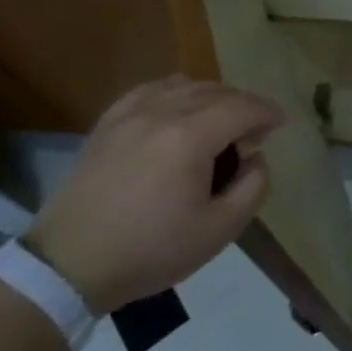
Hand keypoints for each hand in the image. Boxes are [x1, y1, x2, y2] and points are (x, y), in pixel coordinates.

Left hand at [24, 77, 283, 312]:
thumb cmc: (150, 250)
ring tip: (218, 124)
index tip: (281, 125)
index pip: (243, 107)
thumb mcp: (219, 230)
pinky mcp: (108, 123)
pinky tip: (179, 112)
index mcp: (190, 137)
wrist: (70, 265)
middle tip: (252, 136)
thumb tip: (255, 158)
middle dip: (243, 106)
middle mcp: (161, 113)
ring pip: (185, 85)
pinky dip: (175, 93)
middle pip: (216, 91)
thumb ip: (253, 187)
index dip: (268, 112)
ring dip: (212, 98)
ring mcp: (129, 114)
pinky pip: (150, 89)